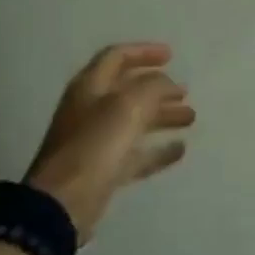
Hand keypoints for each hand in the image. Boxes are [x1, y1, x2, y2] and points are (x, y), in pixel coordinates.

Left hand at [24, 43, 194, 239]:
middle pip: (128, 91)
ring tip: (191, 118)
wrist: (63, 203)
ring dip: (162, 116)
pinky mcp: (103, 171)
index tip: (171, 56)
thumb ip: (153, 87)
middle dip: (159, 89)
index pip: (116, 57)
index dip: (144, 52)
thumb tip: (167, 84)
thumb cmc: (96, 145)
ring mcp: (96, 142)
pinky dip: (157, 150)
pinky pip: (135, 154)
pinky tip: (180, 150)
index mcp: (90, 87)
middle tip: (186, 93)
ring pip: (134, 122)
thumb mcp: (128, 105)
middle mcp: (91, 110)